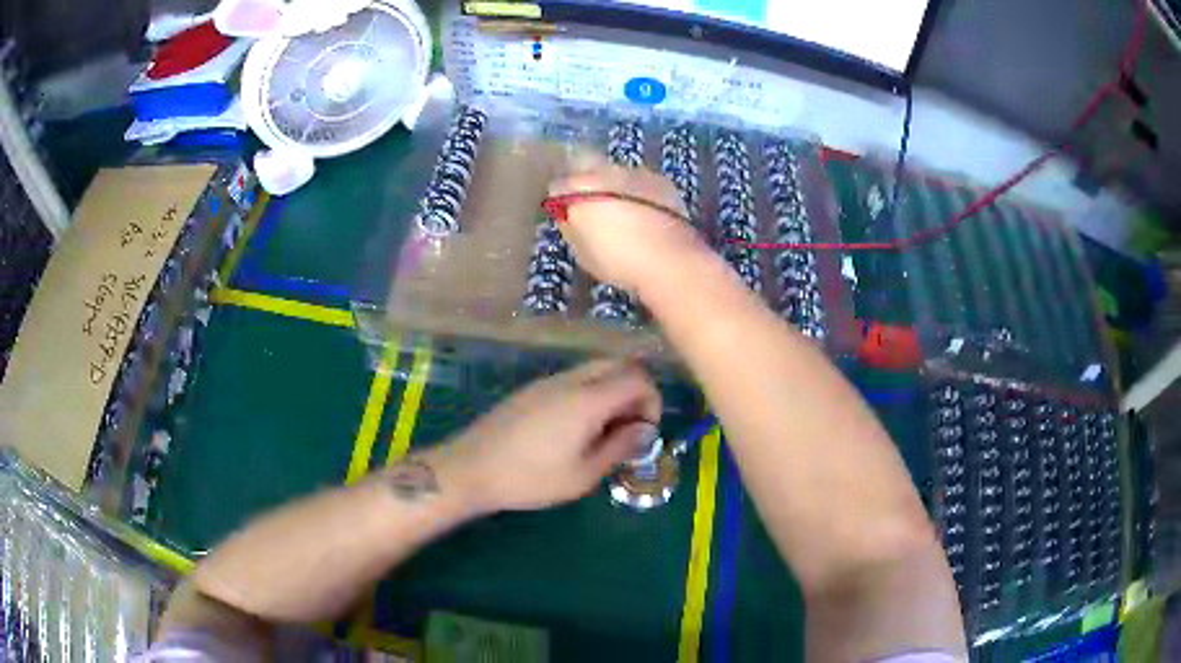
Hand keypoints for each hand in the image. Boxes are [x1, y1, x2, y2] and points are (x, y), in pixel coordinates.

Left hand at [425, 360, 661, 512]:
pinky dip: (590, 394)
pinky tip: (576, 429)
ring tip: (604, 433)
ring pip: (595, 369)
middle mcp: (571, 380)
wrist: (472, 468)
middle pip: (618, 364)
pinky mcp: (532, 389)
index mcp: (588, 399)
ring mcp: (548, 381)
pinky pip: (574, 379)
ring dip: (612, 392)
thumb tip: (645, 430)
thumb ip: (620, 447)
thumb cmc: (531, 478)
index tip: (645, 432)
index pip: (638, 377)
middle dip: (635, 391)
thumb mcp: (583, 474)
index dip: (652, 400)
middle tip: (629, 428)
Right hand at [548, 160, 706, 293]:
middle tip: (591, 205)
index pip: (559, 184)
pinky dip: (639, 193)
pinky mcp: (662, 182)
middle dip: (587, 182)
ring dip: (614, 186)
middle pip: (588, 167)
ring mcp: (636, 173)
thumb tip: (571, 216)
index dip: (561, 198)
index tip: (565, 211)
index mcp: (578, 188)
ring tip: (621, 210)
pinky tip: (644, 212)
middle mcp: (605, 171)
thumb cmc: (617, 260)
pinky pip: (642, 182)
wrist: (669, 260)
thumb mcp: (582, 251)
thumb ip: (572, 227)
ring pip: (616, 173)